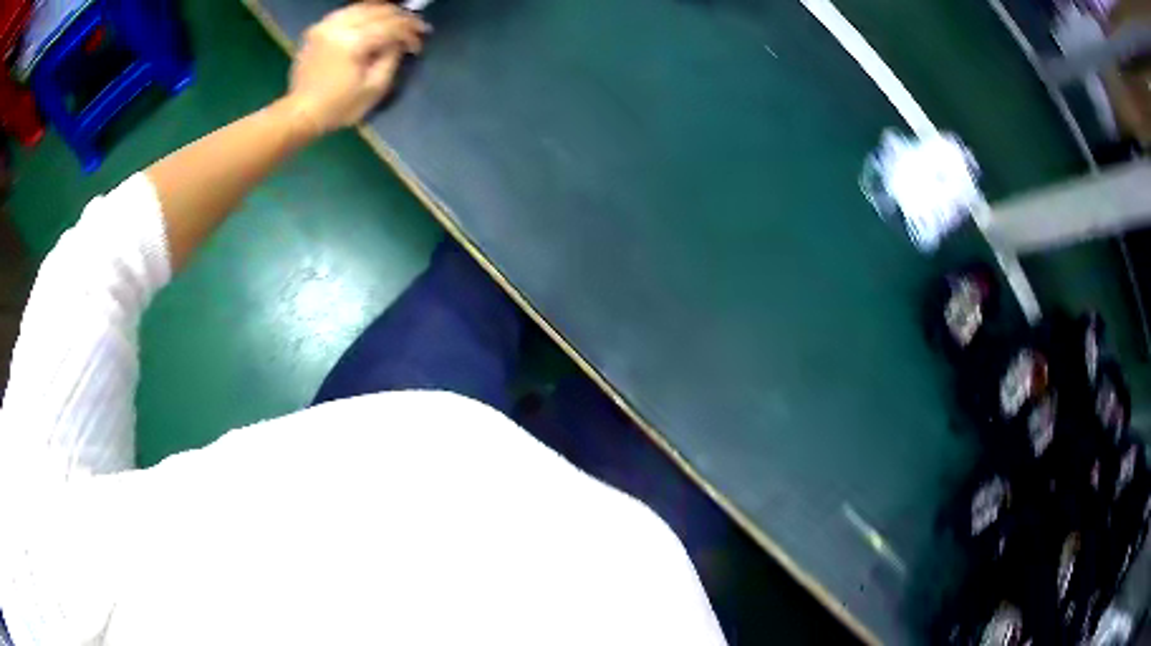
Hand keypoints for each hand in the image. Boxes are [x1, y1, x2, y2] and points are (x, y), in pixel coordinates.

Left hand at [287, 2, 429, 133]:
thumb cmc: (338, 108)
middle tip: (414, 26)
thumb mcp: (374, 88)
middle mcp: (339, 27)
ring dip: (383, 12)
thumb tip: (400, 40)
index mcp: (353, 43)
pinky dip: (363, 13)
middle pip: (379, 10)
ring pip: (363, 7)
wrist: (300, 113)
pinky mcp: (317, 29)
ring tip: (395, 21)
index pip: (391, 26)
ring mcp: (325, 26)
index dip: (410, 29)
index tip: (423, 36)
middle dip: (401, 17)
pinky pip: (346, 12)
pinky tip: (371, 21)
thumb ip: (392, 58)